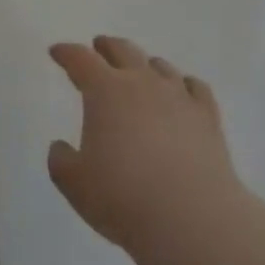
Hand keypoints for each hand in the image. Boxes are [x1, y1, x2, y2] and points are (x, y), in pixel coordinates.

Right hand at [47, 36, 242, 257]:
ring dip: (145, 64)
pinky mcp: (207, 116)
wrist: (191, 218)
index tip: (57, 51)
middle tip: (99, 46)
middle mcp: (142, 83)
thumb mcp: (75, 185)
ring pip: (160, 66)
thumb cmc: (124, 198)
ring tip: (140, 70)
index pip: (80, 60)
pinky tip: (184, 91)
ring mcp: (178, 96)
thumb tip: (60, 147)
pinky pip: (195, 87)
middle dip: (107, 46)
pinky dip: (184, 84)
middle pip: (123, 50)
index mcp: (105, 91)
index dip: (66, 53)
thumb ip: (61, 161)